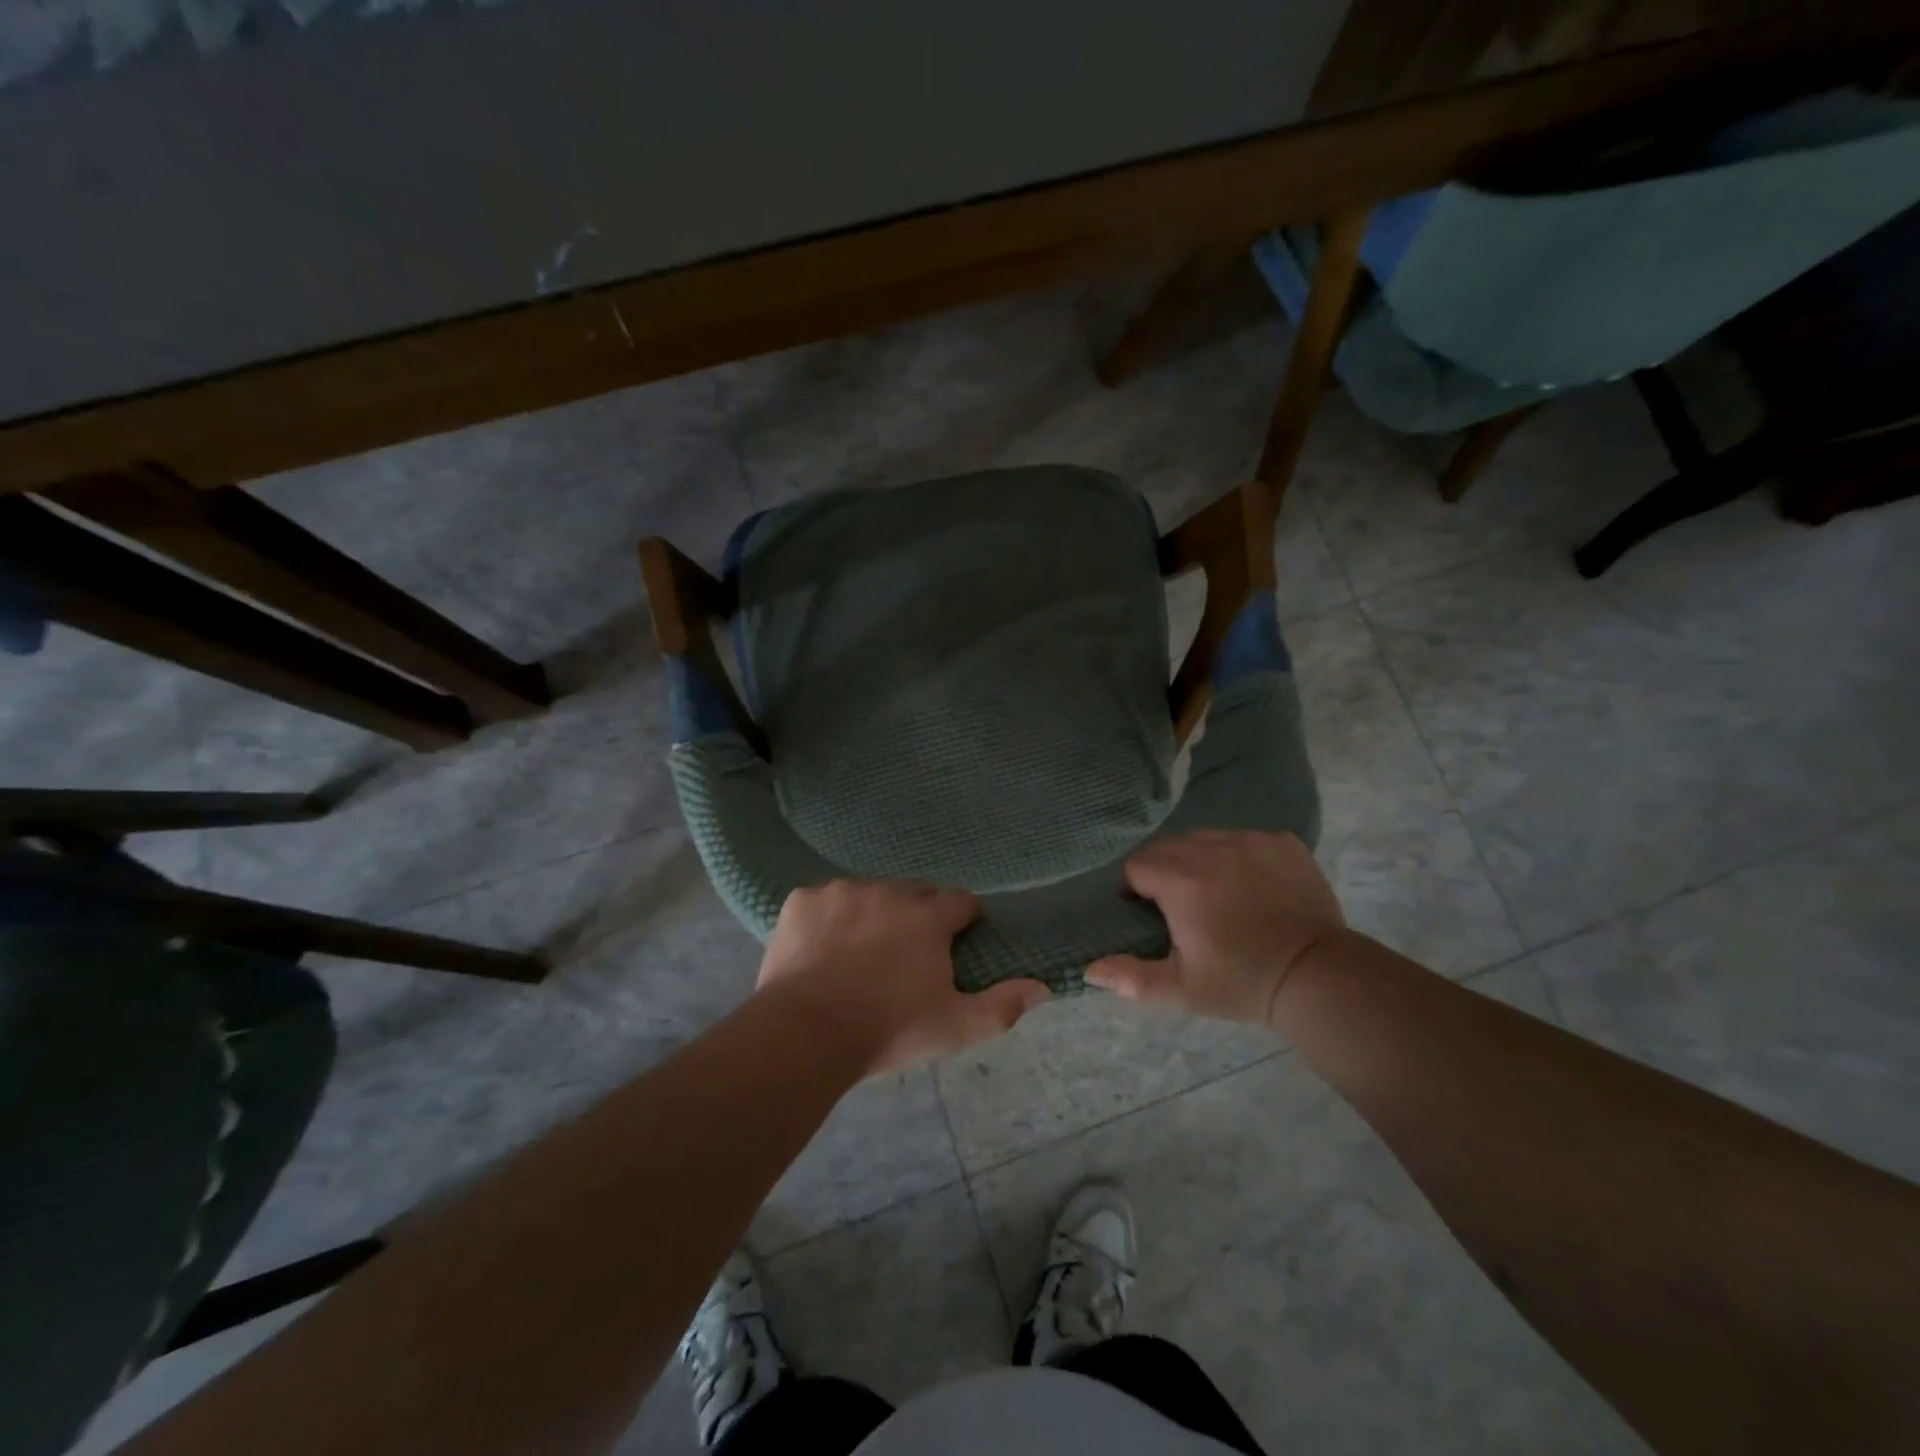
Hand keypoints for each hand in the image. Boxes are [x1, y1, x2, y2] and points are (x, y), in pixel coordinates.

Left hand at [757, 880, 1050, 1074]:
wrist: (806, 1034)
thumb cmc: (889, 1029)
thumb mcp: (955, 1027)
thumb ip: (1002, 1005)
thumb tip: (1043, 986)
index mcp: (927, 916)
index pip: (960, 901)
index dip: (961, 921)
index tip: (952, 945)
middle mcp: (887, 891)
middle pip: (914, 894)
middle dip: (916, 917)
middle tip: (905, 957)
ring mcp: (841, 891)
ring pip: (867, 894)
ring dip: (871, 915)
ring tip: (858, 956)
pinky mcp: (802, 900)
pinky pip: (823, 902)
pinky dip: (827, 920)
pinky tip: (820, 951)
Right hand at [1086, 830, 1343, 1024]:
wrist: (1318, 976)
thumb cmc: (1242, 982)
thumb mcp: (1182, 989)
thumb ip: (1132, 977)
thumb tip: (1089, 970)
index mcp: (1181, 881)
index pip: (1137, 866)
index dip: (1136, 889)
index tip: (1151, 914)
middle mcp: (1212, 849)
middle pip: (1169, 847)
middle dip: (1165, 871)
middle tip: (1181, 907)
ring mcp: (1251, 841)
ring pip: (1206, 839)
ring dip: (1200, 860)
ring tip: (1216, 894)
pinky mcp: (1282, 842)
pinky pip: (1244, 839)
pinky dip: (1238, 856)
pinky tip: (1251, 886)